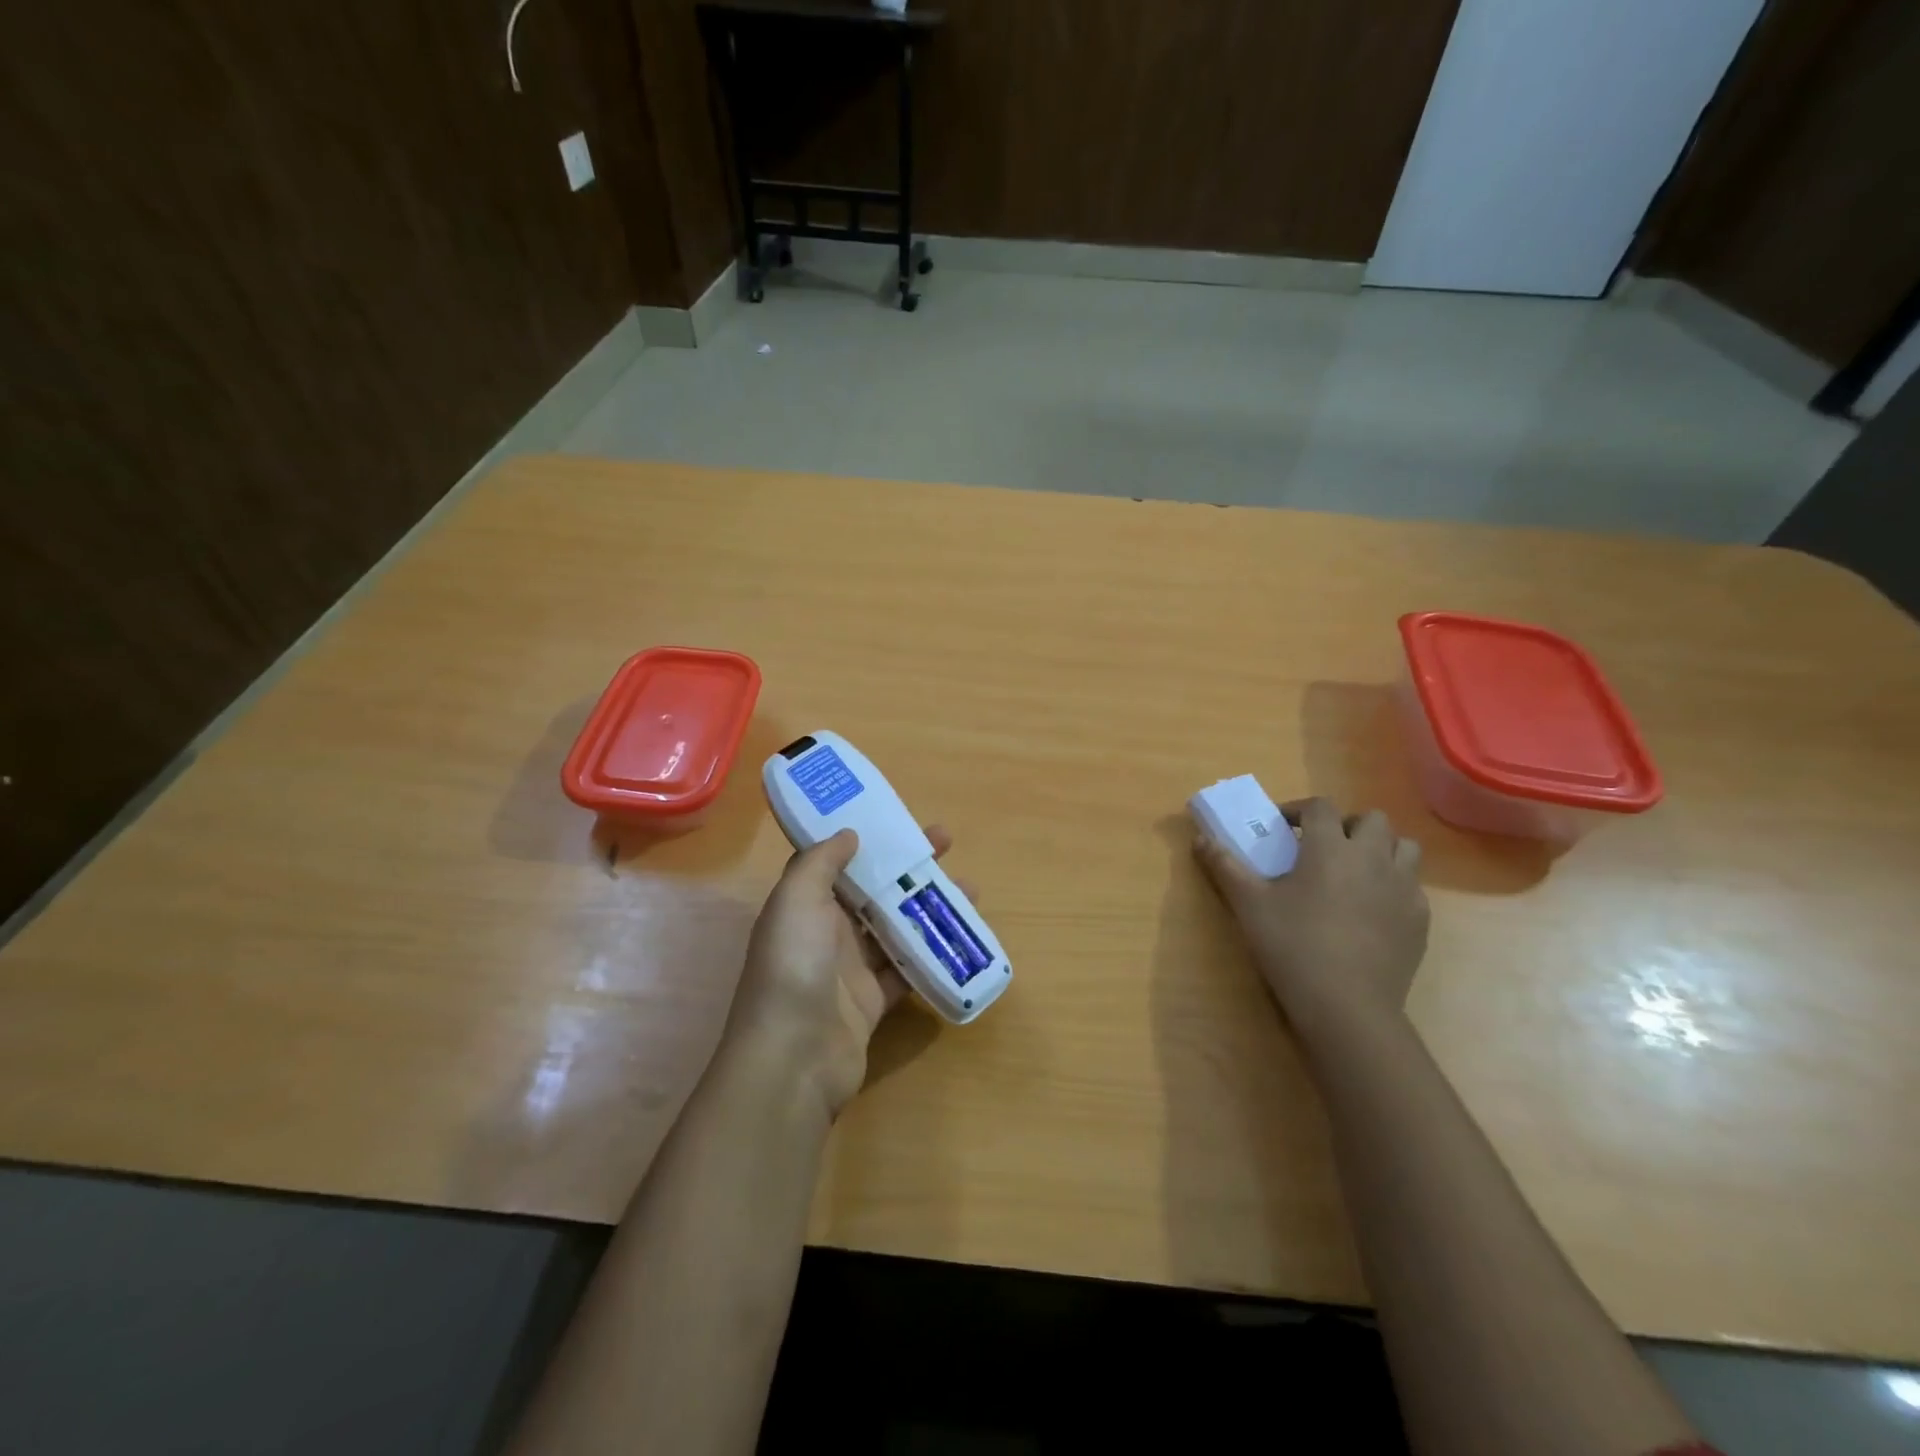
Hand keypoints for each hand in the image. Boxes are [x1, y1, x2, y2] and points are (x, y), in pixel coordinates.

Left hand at [725, 825, 953, 1118]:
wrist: (794, 1056)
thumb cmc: (793, 966)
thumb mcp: (796, 900)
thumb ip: (821, 862)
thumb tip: (849, 833)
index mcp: (805, 904)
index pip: (839, 862)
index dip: (868, 839)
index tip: (899, 820)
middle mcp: (826, 933)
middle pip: (874, 890)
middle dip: (908, 866)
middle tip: (947, 843)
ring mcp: (851, 969)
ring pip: (896, 927)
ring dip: (930, 907)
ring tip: (970, 888)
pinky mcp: (874, 1001)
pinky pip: (908, 969)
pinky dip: (932, 954)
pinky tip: (961, 937)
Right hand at [1194, 797, 1429, 1046]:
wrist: (1347, 1006)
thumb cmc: (1293, 946)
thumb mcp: (1249, 904)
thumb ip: (1224, 866)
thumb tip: (1200, 839)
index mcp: (1330, 847)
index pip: (1321, 806)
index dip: (1299, 809)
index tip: (1281, 827)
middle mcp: (1373, 857)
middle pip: (1372, 819)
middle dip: (1347, 825)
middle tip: (1322, 847)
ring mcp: (1403, 888)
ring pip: (1404, 847)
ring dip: (1380, 849)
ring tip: (1354, 871)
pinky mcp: (1420, 920)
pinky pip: (1412, 886)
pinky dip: (1393, 886)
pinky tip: (1371, 910)